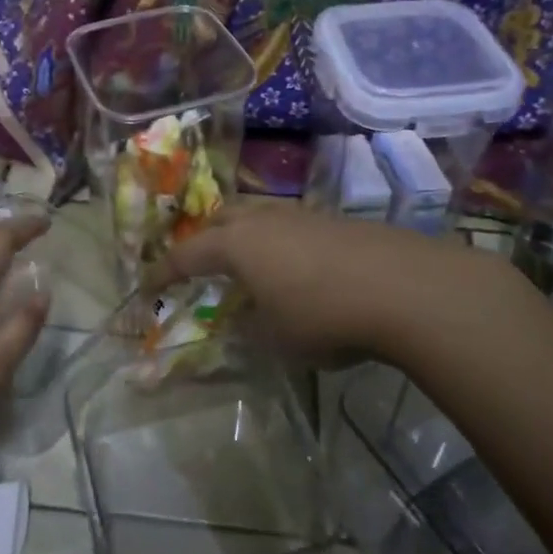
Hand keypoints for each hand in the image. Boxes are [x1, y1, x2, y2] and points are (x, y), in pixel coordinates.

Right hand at [157, 200, 514, 361]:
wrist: (406, 288)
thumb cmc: (325, 316)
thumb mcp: (276, 338)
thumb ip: (249, 327)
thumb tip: (240, 320)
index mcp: (238, 244)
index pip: (187, 254)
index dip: (163, 271)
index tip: (146, 284)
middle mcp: (265, 220)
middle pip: (222, 217)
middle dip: (205, 238)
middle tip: (200, 264)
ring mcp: (304, 215)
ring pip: (260, 215)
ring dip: (246, 236)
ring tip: (250, 265)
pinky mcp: (338, 221)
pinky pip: (292, 225)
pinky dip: (280, 243)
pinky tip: (297, 269)